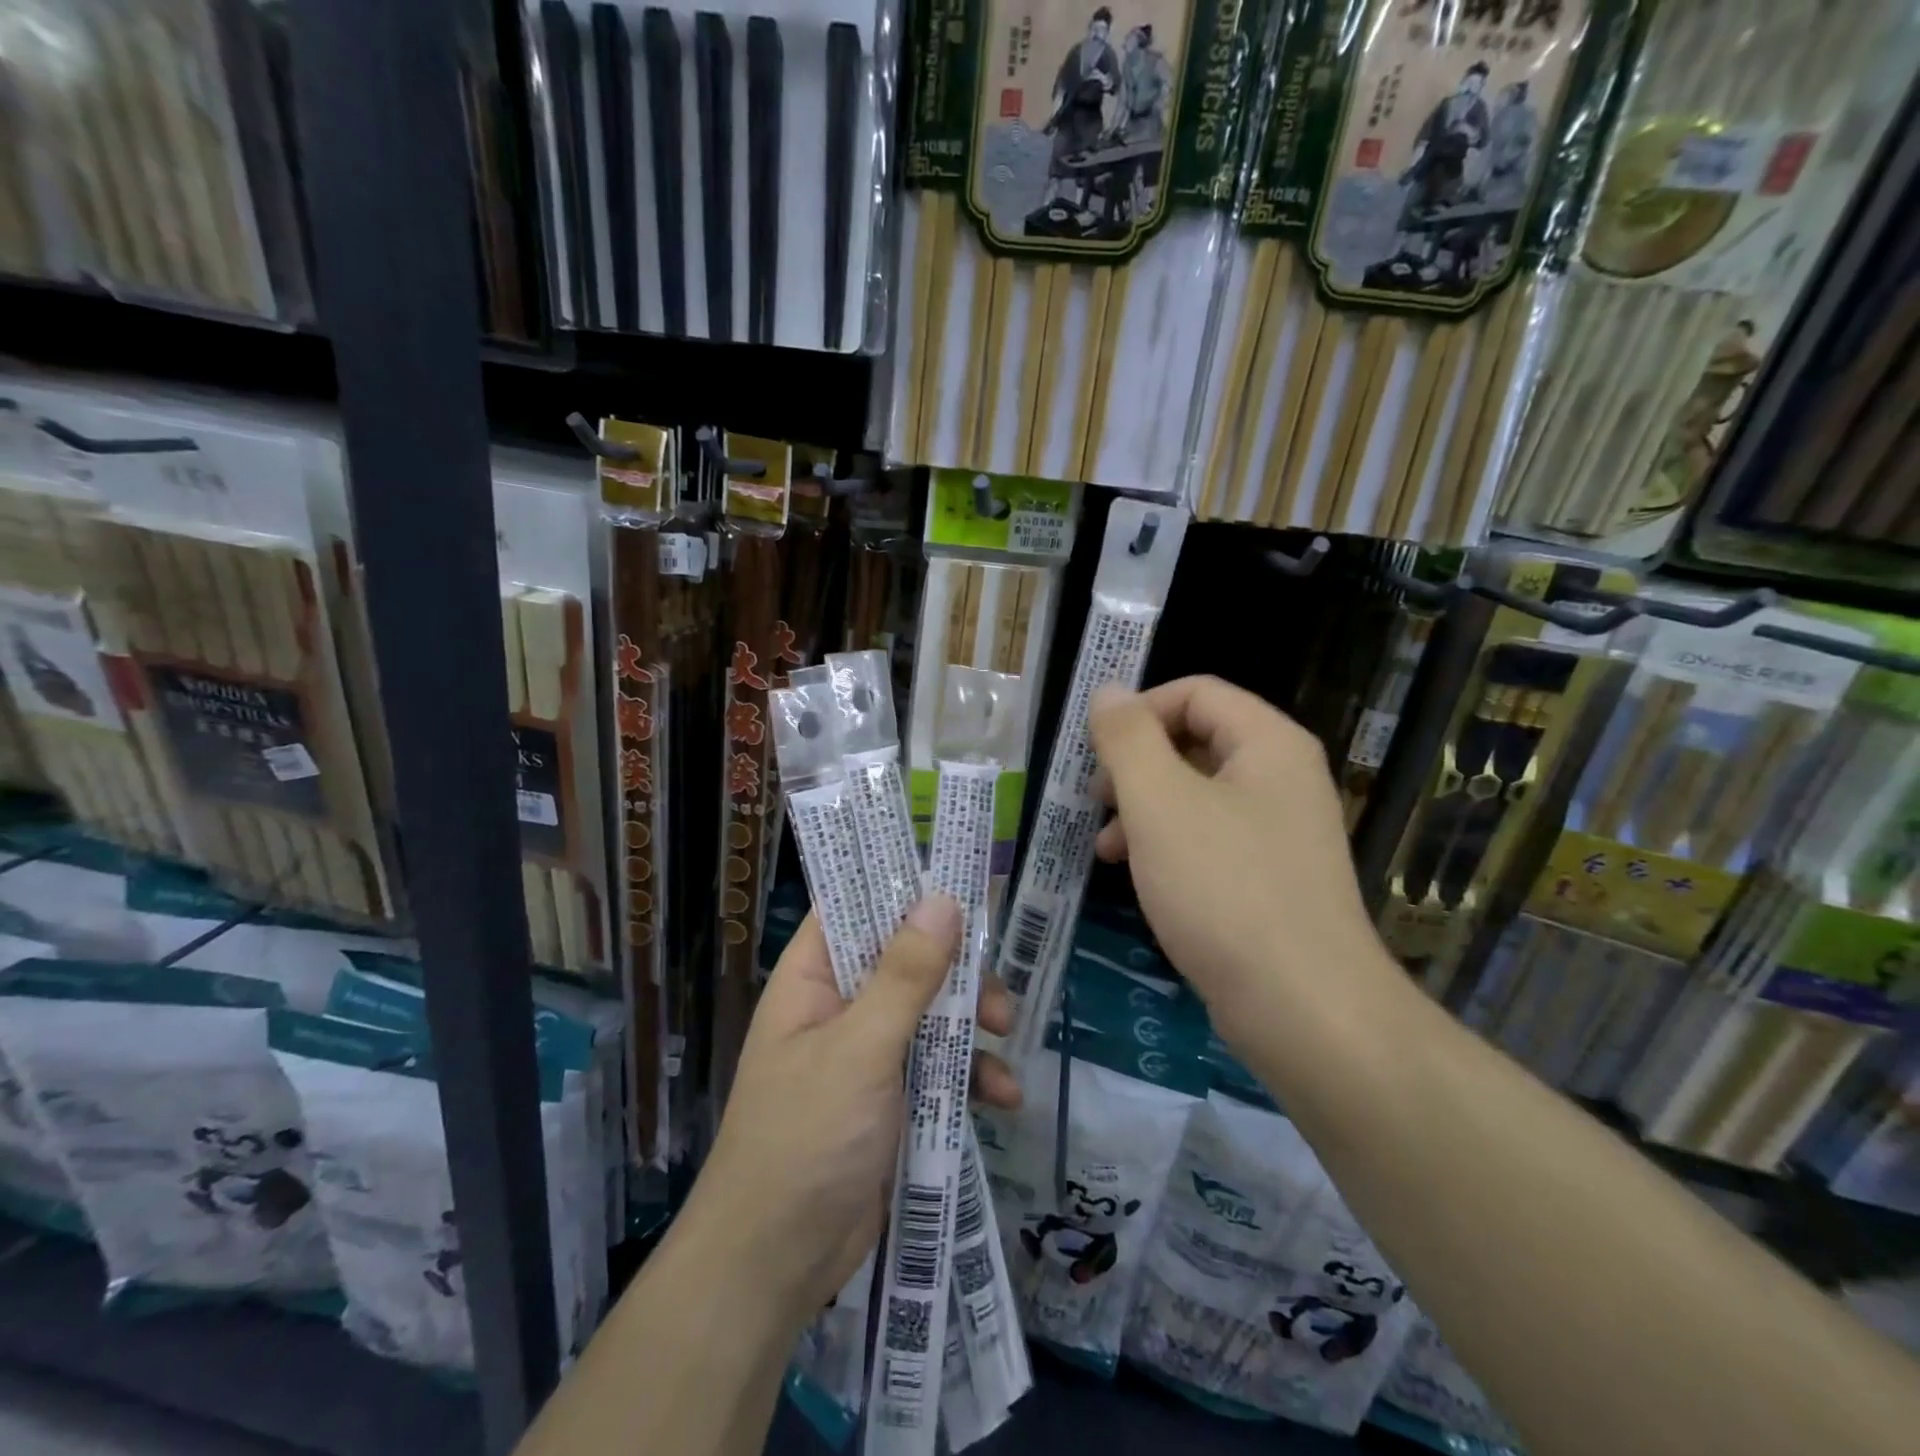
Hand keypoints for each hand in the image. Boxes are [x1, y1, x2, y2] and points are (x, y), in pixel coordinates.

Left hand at [688, 897, 1020, 1328]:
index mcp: (814, 978)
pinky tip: (1004, 1097)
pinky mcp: (893, 1098)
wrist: (776, 1266)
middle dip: (957, 969)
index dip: (902, 886)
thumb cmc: (806, 1138)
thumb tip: (943, 898)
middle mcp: (840, 1005)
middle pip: (907, 958)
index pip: (855, 906)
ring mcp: (868, 1053)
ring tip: (1006, 1037)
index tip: (959, 877)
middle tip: (994, 988)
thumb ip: (904, 975)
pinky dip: (972, 1075)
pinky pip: (940, 1066)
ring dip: (973, 1022)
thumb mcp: (860, 1048)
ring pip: (932, 1011)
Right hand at [1088, 676, 1389, 1030]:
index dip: (1138, 711)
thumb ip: (1128, 739)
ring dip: (1142, 809)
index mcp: (1268, 743)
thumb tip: (1108, 691)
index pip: (1196, 692)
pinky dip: (1167, 846)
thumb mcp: (1160, 803)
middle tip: (1094, 801)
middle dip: (1135, 766)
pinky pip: (1209, 839)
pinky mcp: (1270, 878)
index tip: (1095, 753)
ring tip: (1104, 849)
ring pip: (1196, 794)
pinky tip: (1137, 878)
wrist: (1304, 1009)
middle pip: (1194, 741)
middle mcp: (1282, 777)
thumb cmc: (1224, 890)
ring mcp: (1280, 831)